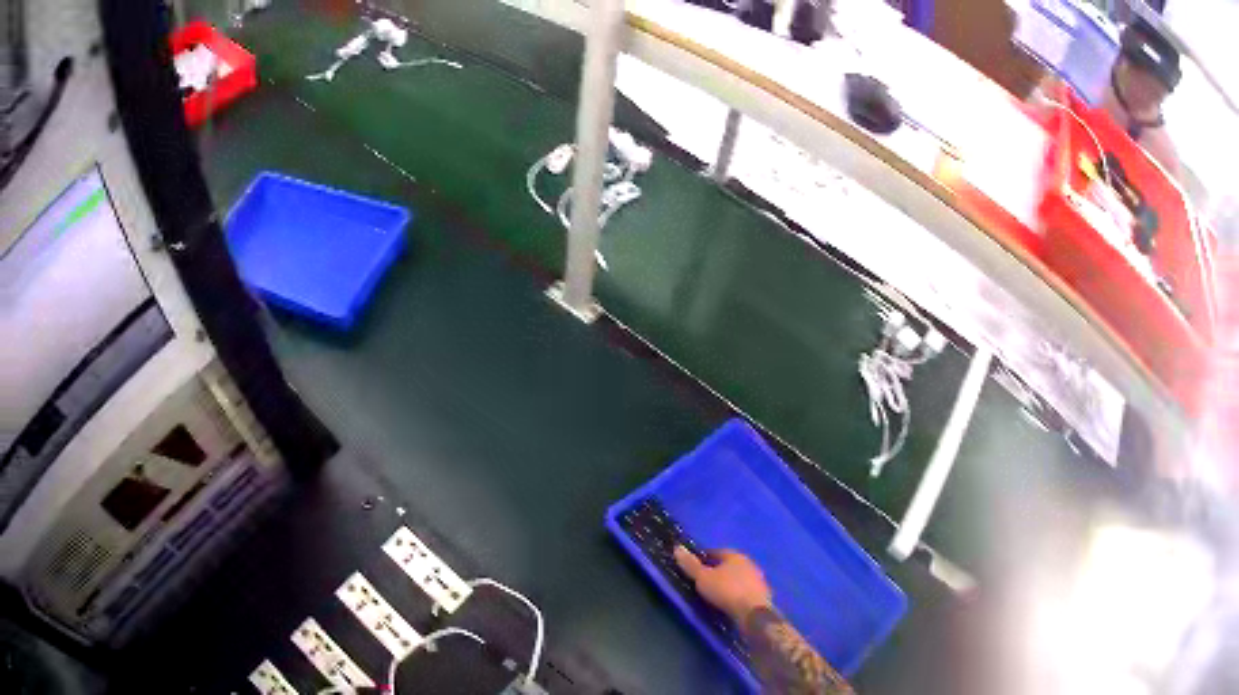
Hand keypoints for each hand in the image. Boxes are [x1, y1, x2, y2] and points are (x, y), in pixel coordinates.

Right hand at [674, 547, 771, 622]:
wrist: (753, 612)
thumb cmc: (726, 591)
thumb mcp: (703, 578)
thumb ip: (691, 565)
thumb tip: (677, 548)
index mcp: (736, 556)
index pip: (718, 552)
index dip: (705, 557)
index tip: (694, 565)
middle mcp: (749, 564)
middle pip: (730, 565)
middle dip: (718, 570)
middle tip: (703, 580)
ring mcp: (758, 579)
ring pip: (739, 578)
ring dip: (729, 583)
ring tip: (715, 593)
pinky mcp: (762, 594)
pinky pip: (745, 591)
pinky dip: (736, 594)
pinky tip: (729, 602)